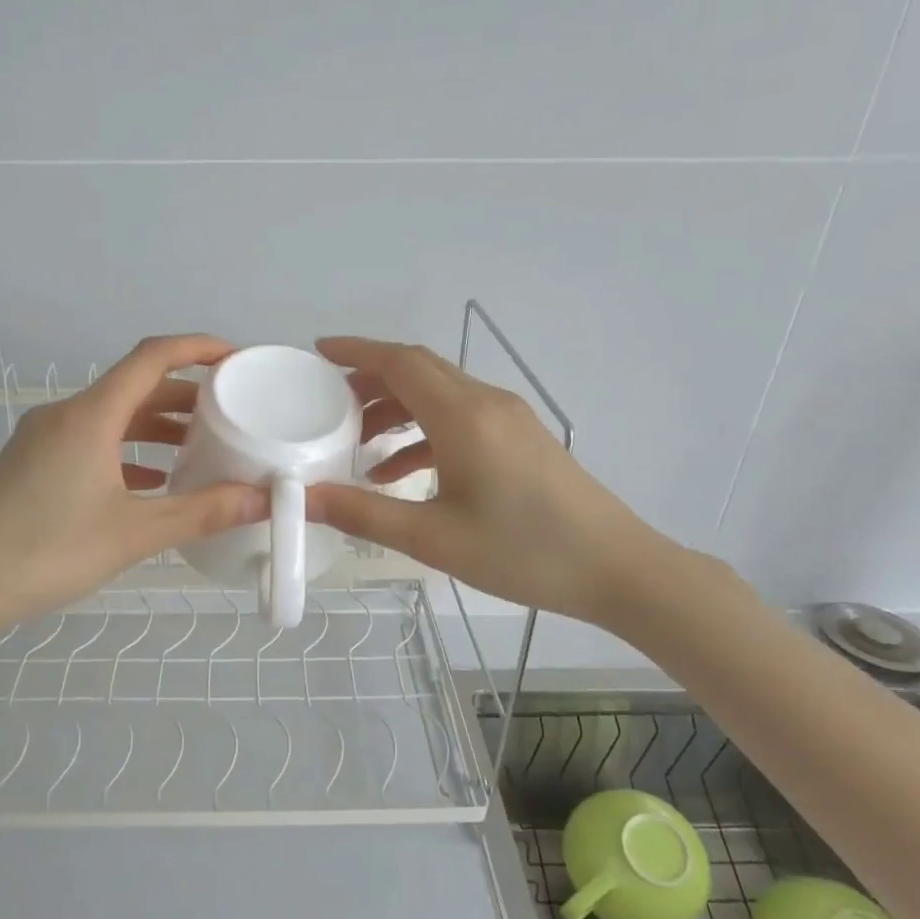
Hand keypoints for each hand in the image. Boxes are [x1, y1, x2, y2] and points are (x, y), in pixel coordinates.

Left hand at [0, 335, 267, 643]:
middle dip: (184, 394)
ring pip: (112, 416)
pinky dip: (127, 450)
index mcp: (90, 416)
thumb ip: (202, 513)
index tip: (236, 358)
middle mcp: (64, 414)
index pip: (152, 358)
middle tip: (230, 411)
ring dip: (156, 425)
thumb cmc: (48, 553)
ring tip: (200, 446)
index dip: (198, 349)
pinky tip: (152, 480)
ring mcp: (43, 438)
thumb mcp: (134, 534)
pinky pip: (91, 440)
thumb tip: (263, 498)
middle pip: (134, 386)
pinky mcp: (32, 462)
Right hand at [307, 336, 667, 624]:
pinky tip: (400, 472)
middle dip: (369, 378)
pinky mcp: (519, 437)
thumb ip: (364, 513)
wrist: (616, 568)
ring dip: (395, 408)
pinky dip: (423, 432)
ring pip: (438, 394)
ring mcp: (507, 418)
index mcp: (463, 416)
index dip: (356, 350)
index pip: (400, 362)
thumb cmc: (523, 552)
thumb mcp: (433, 539)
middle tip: (328, 401)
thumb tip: (304, 497)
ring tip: (357, 441)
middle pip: (418, 370)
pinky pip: (459, 418)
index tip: (318, 351)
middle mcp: (485, 403)